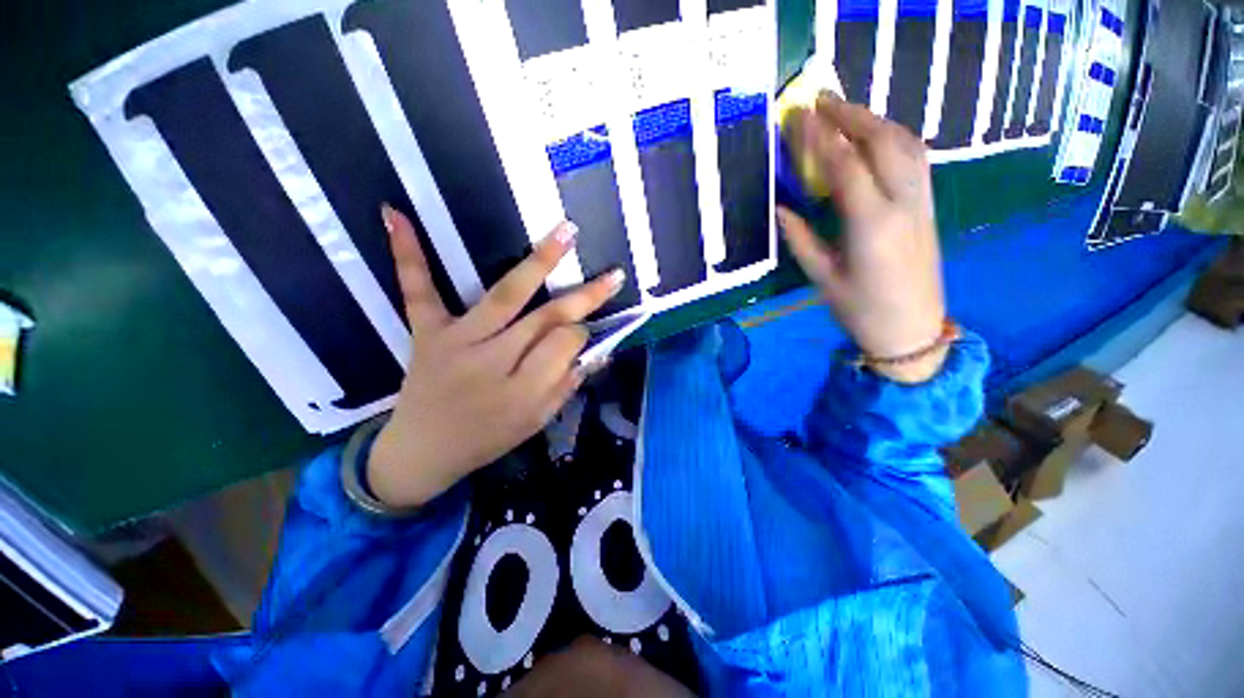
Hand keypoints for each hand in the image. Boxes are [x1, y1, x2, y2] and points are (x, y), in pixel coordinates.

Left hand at [367, 206, 623, 507]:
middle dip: (583, 296)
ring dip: (540, 262)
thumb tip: (596, 352)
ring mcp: (455, 342)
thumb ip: (566, 386)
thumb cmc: (486, 440)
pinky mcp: (426, 332)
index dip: (580, 334)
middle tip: (612, 276)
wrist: (421, 452)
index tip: (582, 333)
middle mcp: (490, 362)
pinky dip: (407, 255)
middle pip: (545, 320)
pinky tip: (395, 216)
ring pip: (505, 296)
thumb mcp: (535, 423)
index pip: (565, 345)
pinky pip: (418, 292)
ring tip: (566, 232)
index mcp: (521, 392)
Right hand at [777, 91, 946, 383]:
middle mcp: (902, 203)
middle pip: (881, 141)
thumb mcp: (822, 277)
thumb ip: (801, 238)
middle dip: (850, 115)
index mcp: (871, 224)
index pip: (844, 165)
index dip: (820, 138)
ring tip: (846, 111)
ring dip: (875, 120)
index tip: (799, 116)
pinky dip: (895, 136)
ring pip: (906, 143)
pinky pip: (916, 157)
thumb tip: (780, 208)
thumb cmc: (860, 309)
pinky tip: (877, 135)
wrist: (911, 329)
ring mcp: (922, 201)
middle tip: (821, 99)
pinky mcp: (929, 206)